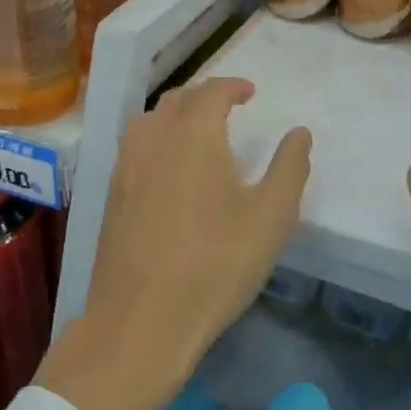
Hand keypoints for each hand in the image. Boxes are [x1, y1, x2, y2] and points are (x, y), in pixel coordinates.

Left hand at [38, 78, 311, 409]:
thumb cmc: (215, 265)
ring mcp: (125, 169)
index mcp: (194, 136)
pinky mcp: (111, 198)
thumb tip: (299, 133)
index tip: (250, 92)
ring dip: (174, 116)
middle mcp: (154, 141)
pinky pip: (134, 149)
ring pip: (148, 122)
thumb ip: (289, 168)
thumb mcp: (270, 218)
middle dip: (203, 96)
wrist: (141, 323)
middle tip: (227, 108)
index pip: (211, 92)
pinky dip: (155, 140)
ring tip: (195, 132)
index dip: (232, 86)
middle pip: (176, 101)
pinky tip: (167, 169)